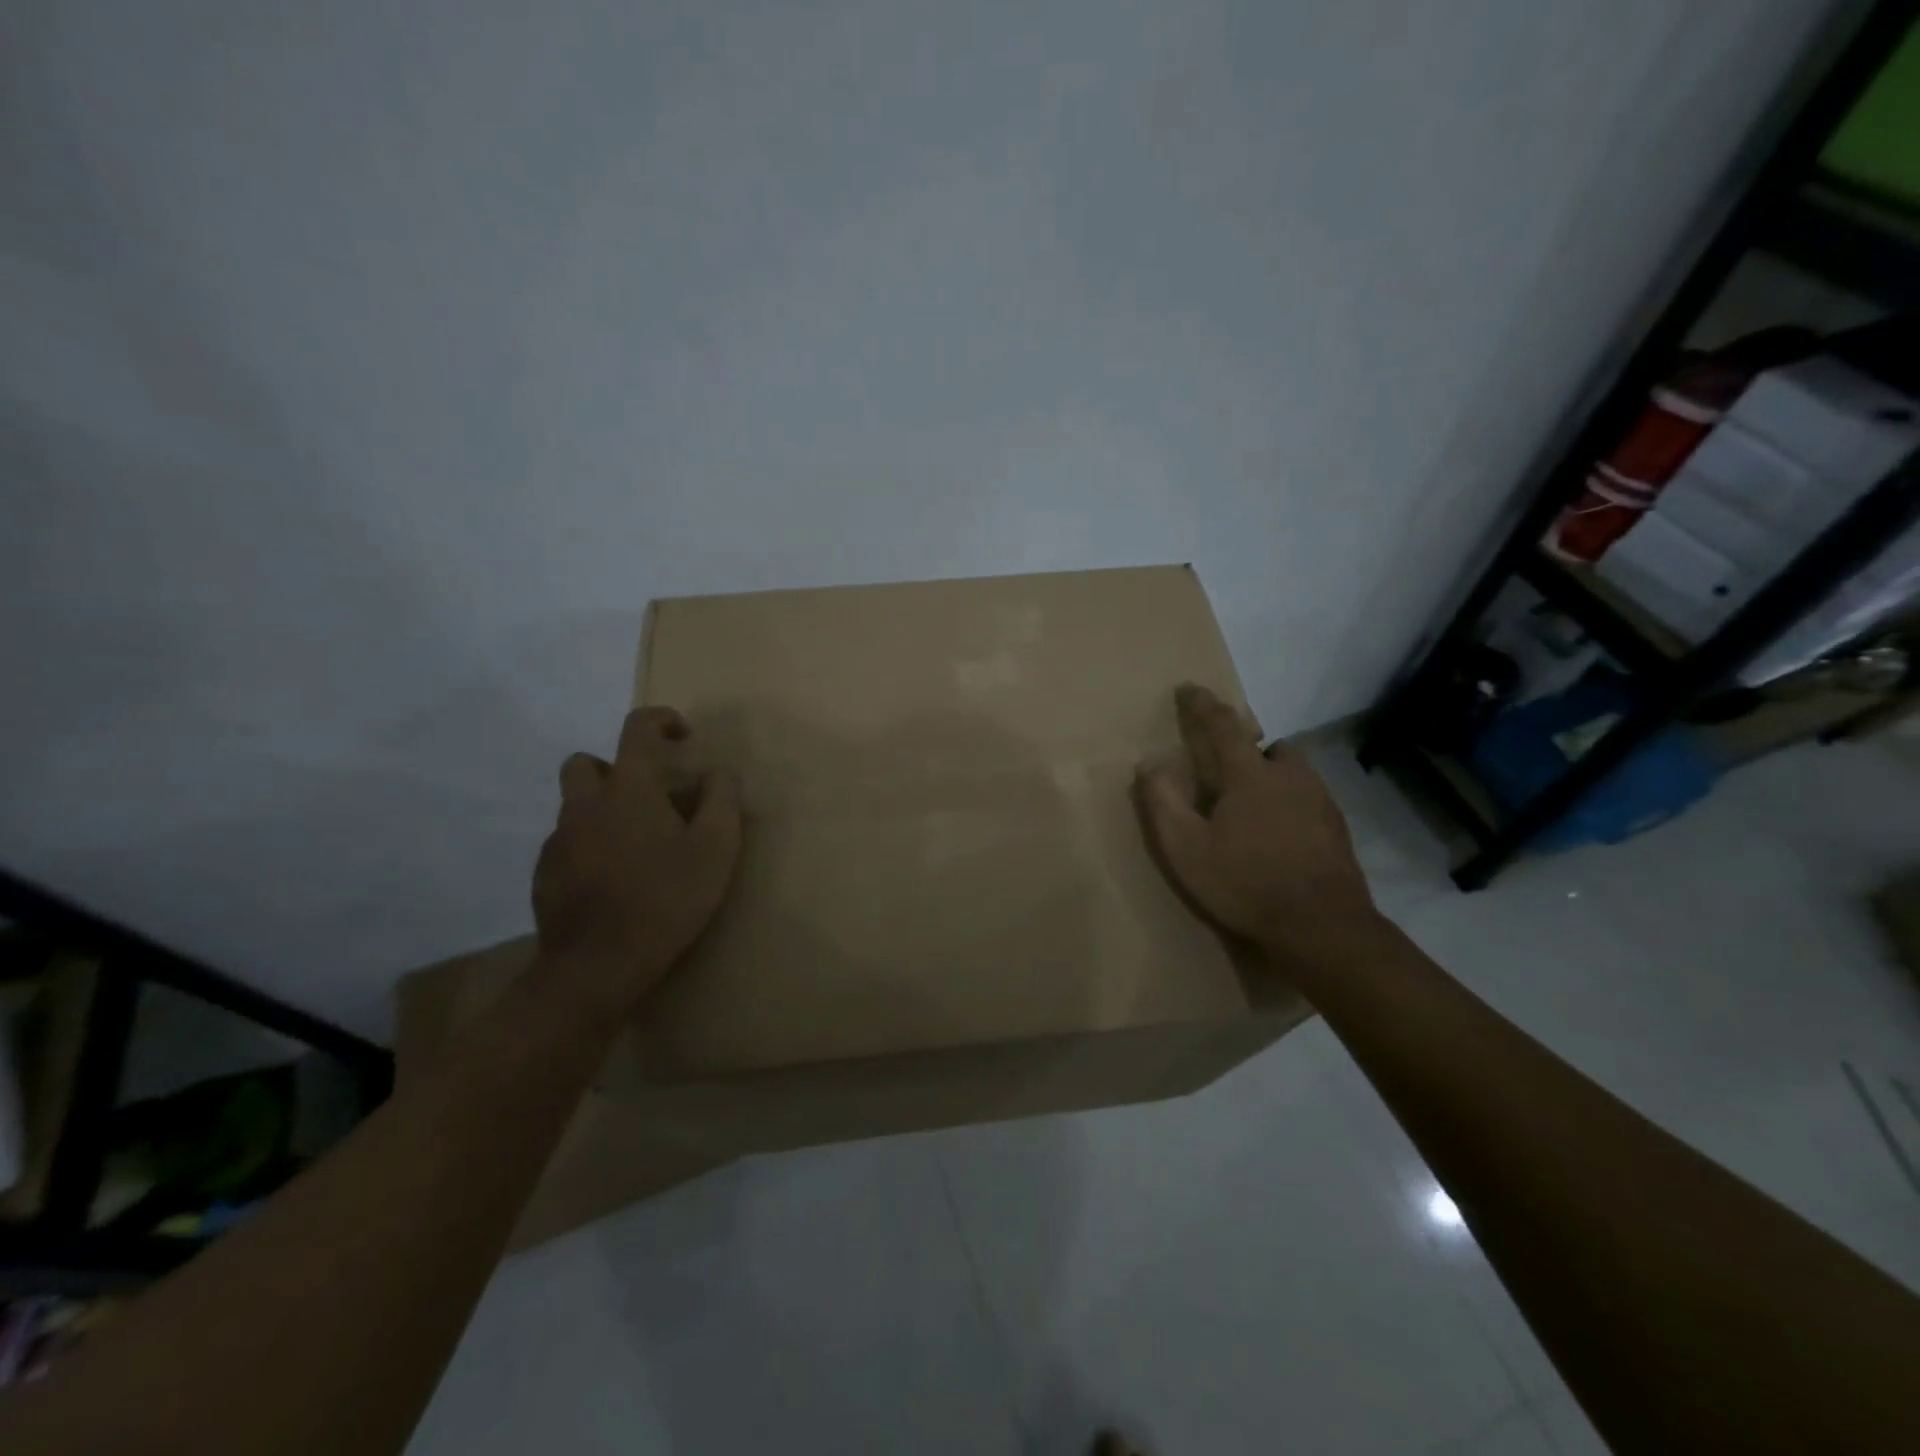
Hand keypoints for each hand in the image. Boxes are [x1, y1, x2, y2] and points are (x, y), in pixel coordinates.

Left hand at [532, 706, 742, 1007]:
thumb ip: (722, 799)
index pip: (637, 728)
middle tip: (649, 798)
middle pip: (588, 762)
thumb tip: (719, 772)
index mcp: (628, 788)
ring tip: (636, 845)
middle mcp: (585, 803)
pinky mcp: (544, 874)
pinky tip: (614, 879)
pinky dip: (590, 846)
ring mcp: (558, 839)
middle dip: (617, 768)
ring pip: (576, 805)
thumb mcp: (716, 848)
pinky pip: (567, 842)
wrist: (597, 966)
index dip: (661, 720)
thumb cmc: (666, 899)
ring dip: (603, 809)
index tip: (683, 736)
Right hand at [1136, 683, 1375, 955]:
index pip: (1222, 724)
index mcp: (1250, 774)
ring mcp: (1321, 800)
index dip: (1202, 705)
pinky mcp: (1338, 828)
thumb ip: (1163, 801)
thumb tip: (1150, 762)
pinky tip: (1280, 837)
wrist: (1322, 928)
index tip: (1188, 688)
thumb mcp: (1186, 848)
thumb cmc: (1244, 884)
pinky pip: (1308, 799)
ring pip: (1292, 772)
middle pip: (1267, 746)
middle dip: (1246, 749)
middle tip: (1226, 773)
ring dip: (1271, 777)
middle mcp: (1290, 776)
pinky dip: (1290, 805)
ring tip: (1252, 810)